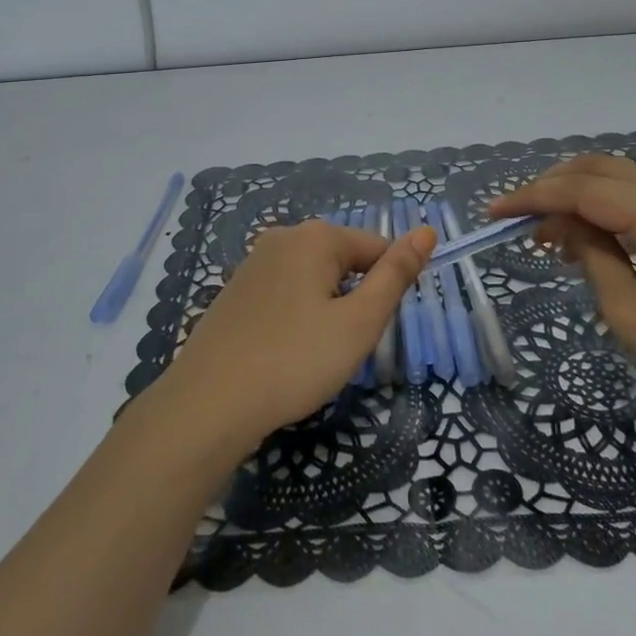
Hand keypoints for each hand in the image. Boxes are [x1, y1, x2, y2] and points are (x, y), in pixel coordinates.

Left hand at [157, 220, 434, 452]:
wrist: (209, 403)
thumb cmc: (294, 360)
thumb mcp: (358, 322)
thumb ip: (395, 275)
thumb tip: (427, 231)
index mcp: (316, 236)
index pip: (376, 247)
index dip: (388, 287)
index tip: (376, 328)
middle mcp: (283, 237)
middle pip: (343, 260)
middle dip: (355, 298)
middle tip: (345, 346)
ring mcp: (254, 263)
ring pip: (313, 279)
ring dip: (326, 309)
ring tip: (315, 353)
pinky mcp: (235, 291)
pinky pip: (285, 293)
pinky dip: (296, 317)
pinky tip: (285, 352)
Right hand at [490, 154, 635, 432]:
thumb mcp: (630, 315)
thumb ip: (590, 255)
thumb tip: (559, 225)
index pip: (585, 190)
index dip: (534, 196)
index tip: (495, 212)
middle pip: (603, 168)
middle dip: (553, 186)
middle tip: (519, 219)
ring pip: (623, 175)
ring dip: (579, 193)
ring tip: (549, 232)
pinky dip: (608, 204)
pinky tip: (589, 233)